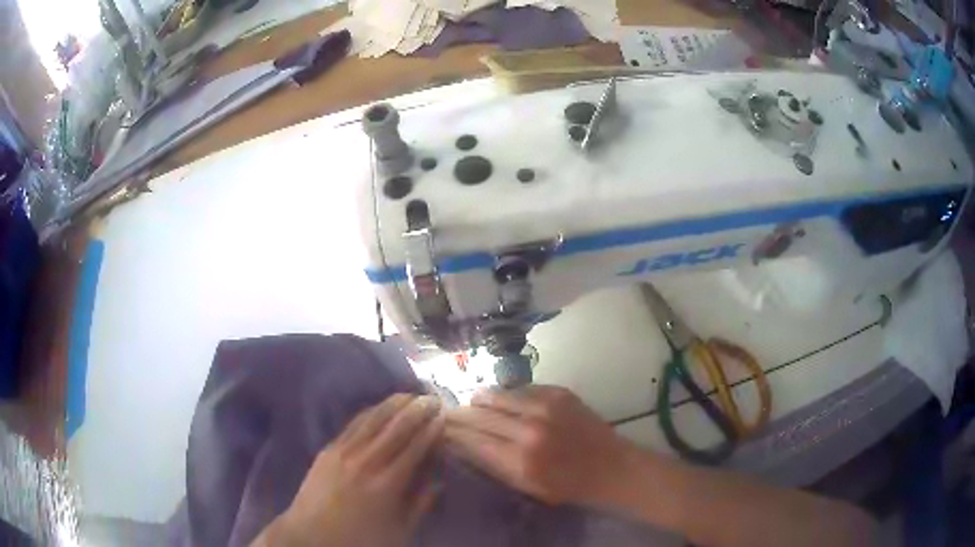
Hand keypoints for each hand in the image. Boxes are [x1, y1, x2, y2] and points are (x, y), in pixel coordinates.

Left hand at [257, 394, 443, 546]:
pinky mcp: (328, 449)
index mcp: (387, 484)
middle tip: (433, 398)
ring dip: (394, 404)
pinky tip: (380, 406)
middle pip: (396, 427)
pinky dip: (371, 412)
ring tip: (410, 394)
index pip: (415, 447)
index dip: (431, 429)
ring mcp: (344, 452)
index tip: (444, 416)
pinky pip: (353, 424)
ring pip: (374, 419)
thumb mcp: (399, 530)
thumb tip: (439, 481)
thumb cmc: (360, 538)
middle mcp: (366, 461)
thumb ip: (421, 504)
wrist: (311, 535)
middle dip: (418, 410)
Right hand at [444, 385, 635, 505]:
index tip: (438, 428)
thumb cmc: (566, 486)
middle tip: (446, 414)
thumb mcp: (525, 486)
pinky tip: (502, 401)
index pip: (470, 439)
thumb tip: (461, 443)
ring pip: (495, 394)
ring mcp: (545, 406)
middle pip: (478, 414)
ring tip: (471, 403)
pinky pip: (520, 388)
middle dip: (458, 414)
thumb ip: (491, 464)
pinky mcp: (558, 392)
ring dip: (478, 400)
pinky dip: (506, 395)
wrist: (610, 466)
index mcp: (519, 460)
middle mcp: (528, 429)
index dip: (450, 432)